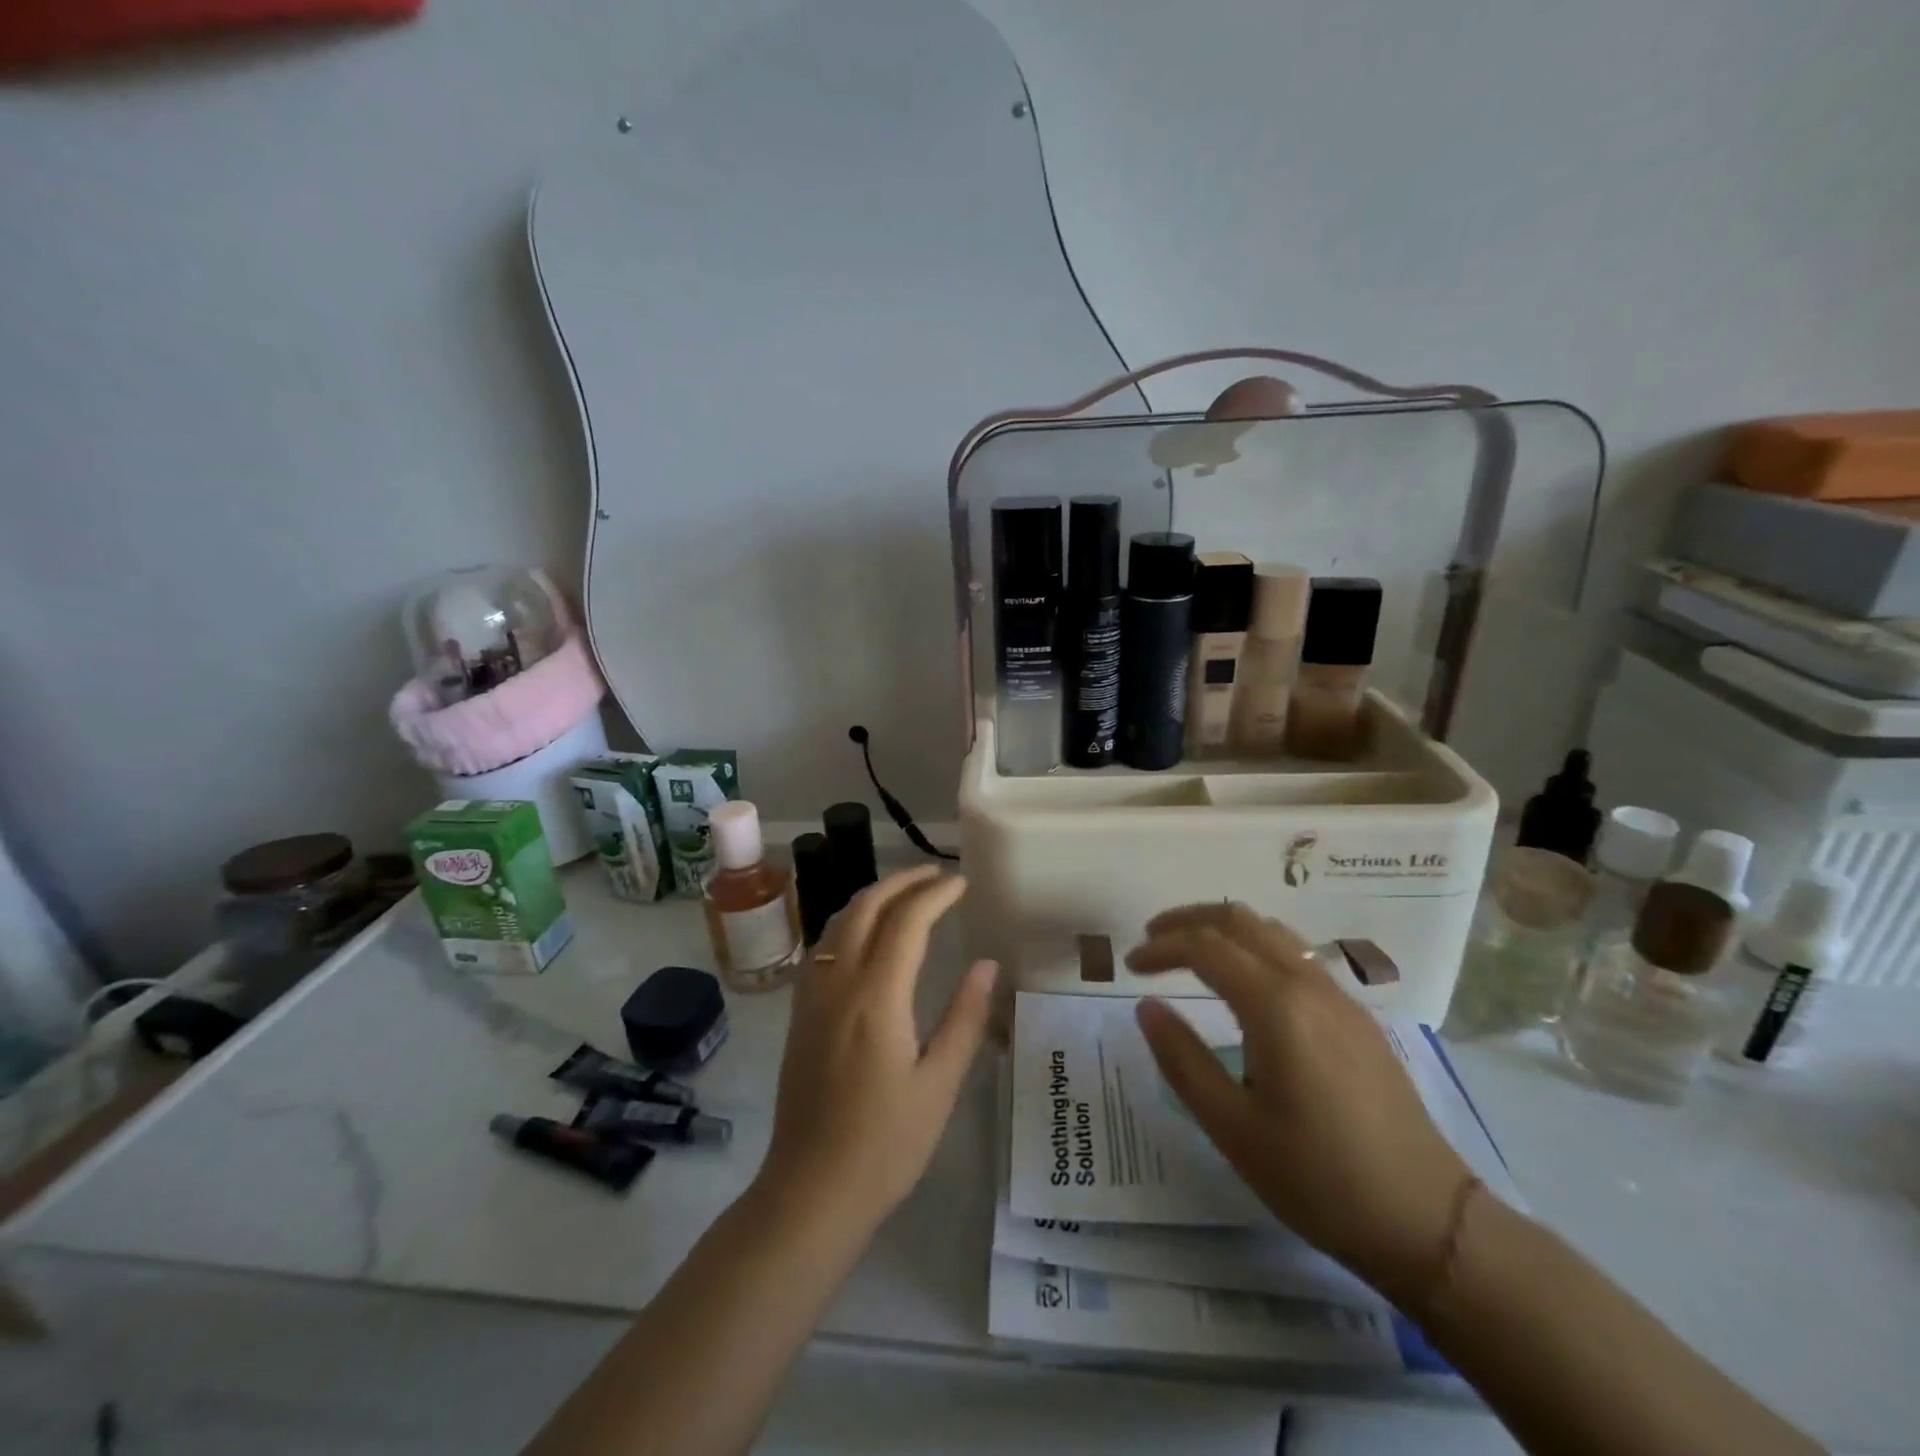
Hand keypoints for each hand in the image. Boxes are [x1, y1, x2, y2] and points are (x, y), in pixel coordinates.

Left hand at [755, 867, 997, 1234]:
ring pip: (837, 921)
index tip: (962, 883)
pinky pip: (823, 945)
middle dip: (902, 882)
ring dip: (872, 897)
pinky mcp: (799, 1013)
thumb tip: (985, 964)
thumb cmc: (885, 1144)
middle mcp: (838, 983)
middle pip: (865, 907)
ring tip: (906, 895)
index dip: (936, 894)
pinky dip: (849, 921)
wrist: (810, 1190)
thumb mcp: (939, 1084)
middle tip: (936, 875)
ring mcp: (811, 996)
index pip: (907, 921)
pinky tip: (866, 935)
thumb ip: (964, 1018)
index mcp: (876, 997)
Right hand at [1128, 903, 1471, 1301]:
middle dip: (1190, 920)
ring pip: (1273, 931)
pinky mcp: (1357, 1017)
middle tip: (1152, 938)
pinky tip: (1244, 983)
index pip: (1206, 947)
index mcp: (1276, 1006)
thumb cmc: (1317, 1178)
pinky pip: (1296, 955)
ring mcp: (1339, 997)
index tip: (1129, 964)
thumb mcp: (1232, 1127)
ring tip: (1191, 951)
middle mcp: (1308, 985)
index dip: (1162, 946)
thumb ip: (1182, 1059)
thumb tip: (1146, 1006)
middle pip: (1240, 920)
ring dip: (1225, 928)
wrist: (1427, 1221)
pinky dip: (1255, 946)